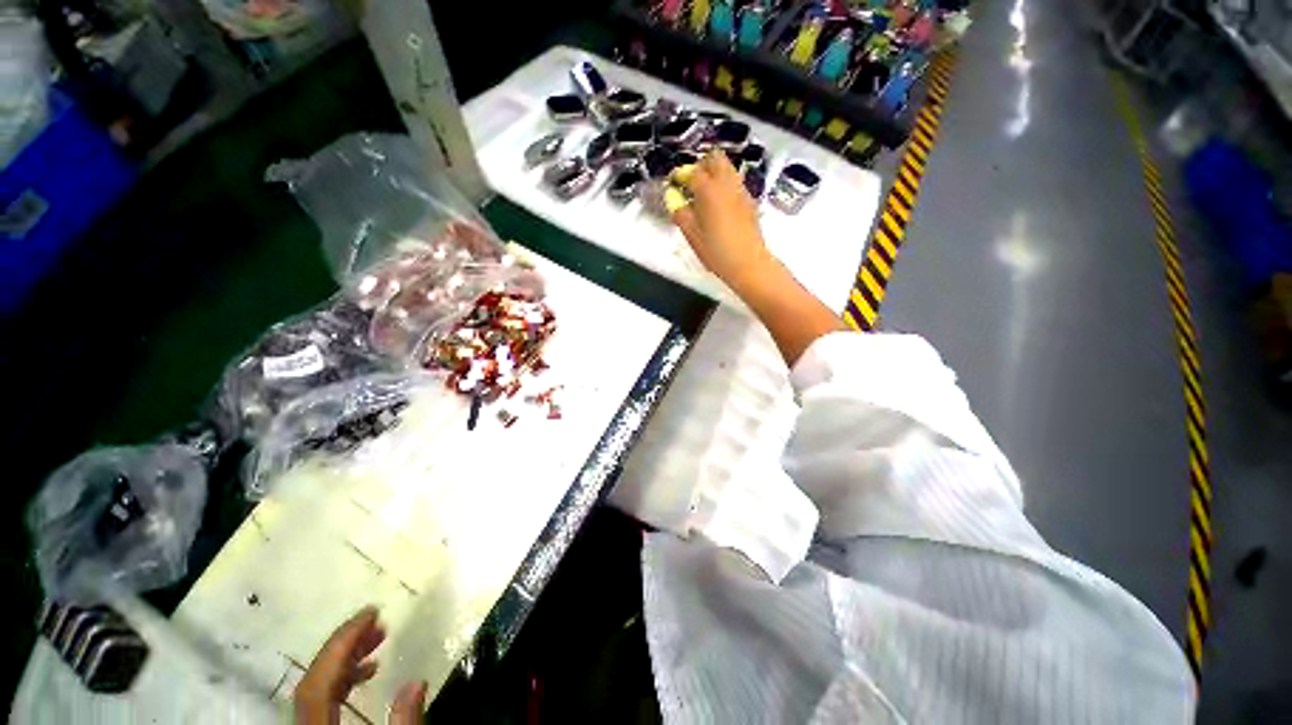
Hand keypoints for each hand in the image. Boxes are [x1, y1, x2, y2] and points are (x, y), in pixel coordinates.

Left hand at [294, 606, 427, 723]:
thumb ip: (404, 724)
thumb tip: (417, 681)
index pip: (319, 682)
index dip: (340, 644)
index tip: (371, 613)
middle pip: (315, 681)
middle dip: (346, 646)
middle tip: (379, 622)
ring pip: (318, 689)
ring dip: (347, 660)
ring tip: (378, 641)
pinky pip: (324, 699)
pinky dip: (345, 680)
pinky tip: (368, 672)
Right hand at [670, 151, 776, 290]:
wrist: (748, 263)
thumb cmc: (717, 251)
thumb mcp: (692, 235)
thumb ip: (680, 213)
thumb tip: (673, 198)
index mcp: (709, 191)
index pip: (692, 171)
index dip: (680, 175)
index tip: (674, 183)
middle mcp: (727, 184)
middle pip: (715, 158)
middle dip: (700, 165)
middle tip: (691, 184)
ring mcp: (741, 191)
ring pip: (727, 168)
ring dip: (714, 174)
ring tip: (703, 195)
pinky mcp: (750, 201)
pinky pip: (735, 182)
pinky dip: (725, 185)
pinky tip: (718, 206)